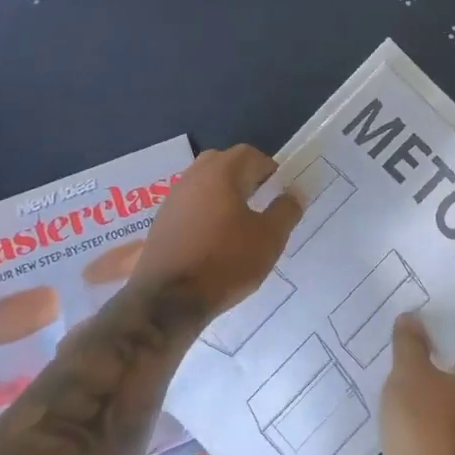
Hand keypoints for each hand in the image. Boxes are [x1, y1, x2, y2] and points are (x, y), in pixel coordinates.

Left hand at [129, 145, 301, 317]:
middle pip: (223, 163)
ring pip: (204, 184)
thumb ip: (286, 211)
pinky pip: (190, 206)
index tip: (280, 191)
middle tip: (261, 200)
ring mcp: (172, 199)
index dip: (269, 169)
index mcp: (220, 172)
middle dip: (244, 177)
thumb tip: (293, 193)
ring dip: (223, 195)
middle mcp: (192, 177)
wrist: (168, 300)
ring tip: (239, 223)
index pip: (249, 154)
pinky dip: (205, 213)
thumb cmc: (225, 262)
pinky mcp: (161, 223)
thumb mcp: (269, 238)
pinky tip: (214, 240)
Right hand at [377, 314, 454, 454]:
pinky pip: (432, 416)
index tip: (429, 304)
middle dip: (435, 347)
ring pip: (444, 392)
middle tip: (406, 325)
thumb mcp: (410, 374)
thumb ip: (410, 343)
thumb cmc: (425, 426)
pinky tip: (391, 393)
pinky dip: (416, 405)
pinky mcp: (447, 453)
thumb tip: (411, 318)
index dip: (454, 318)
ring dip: (424, 378)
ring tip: (394, 355)